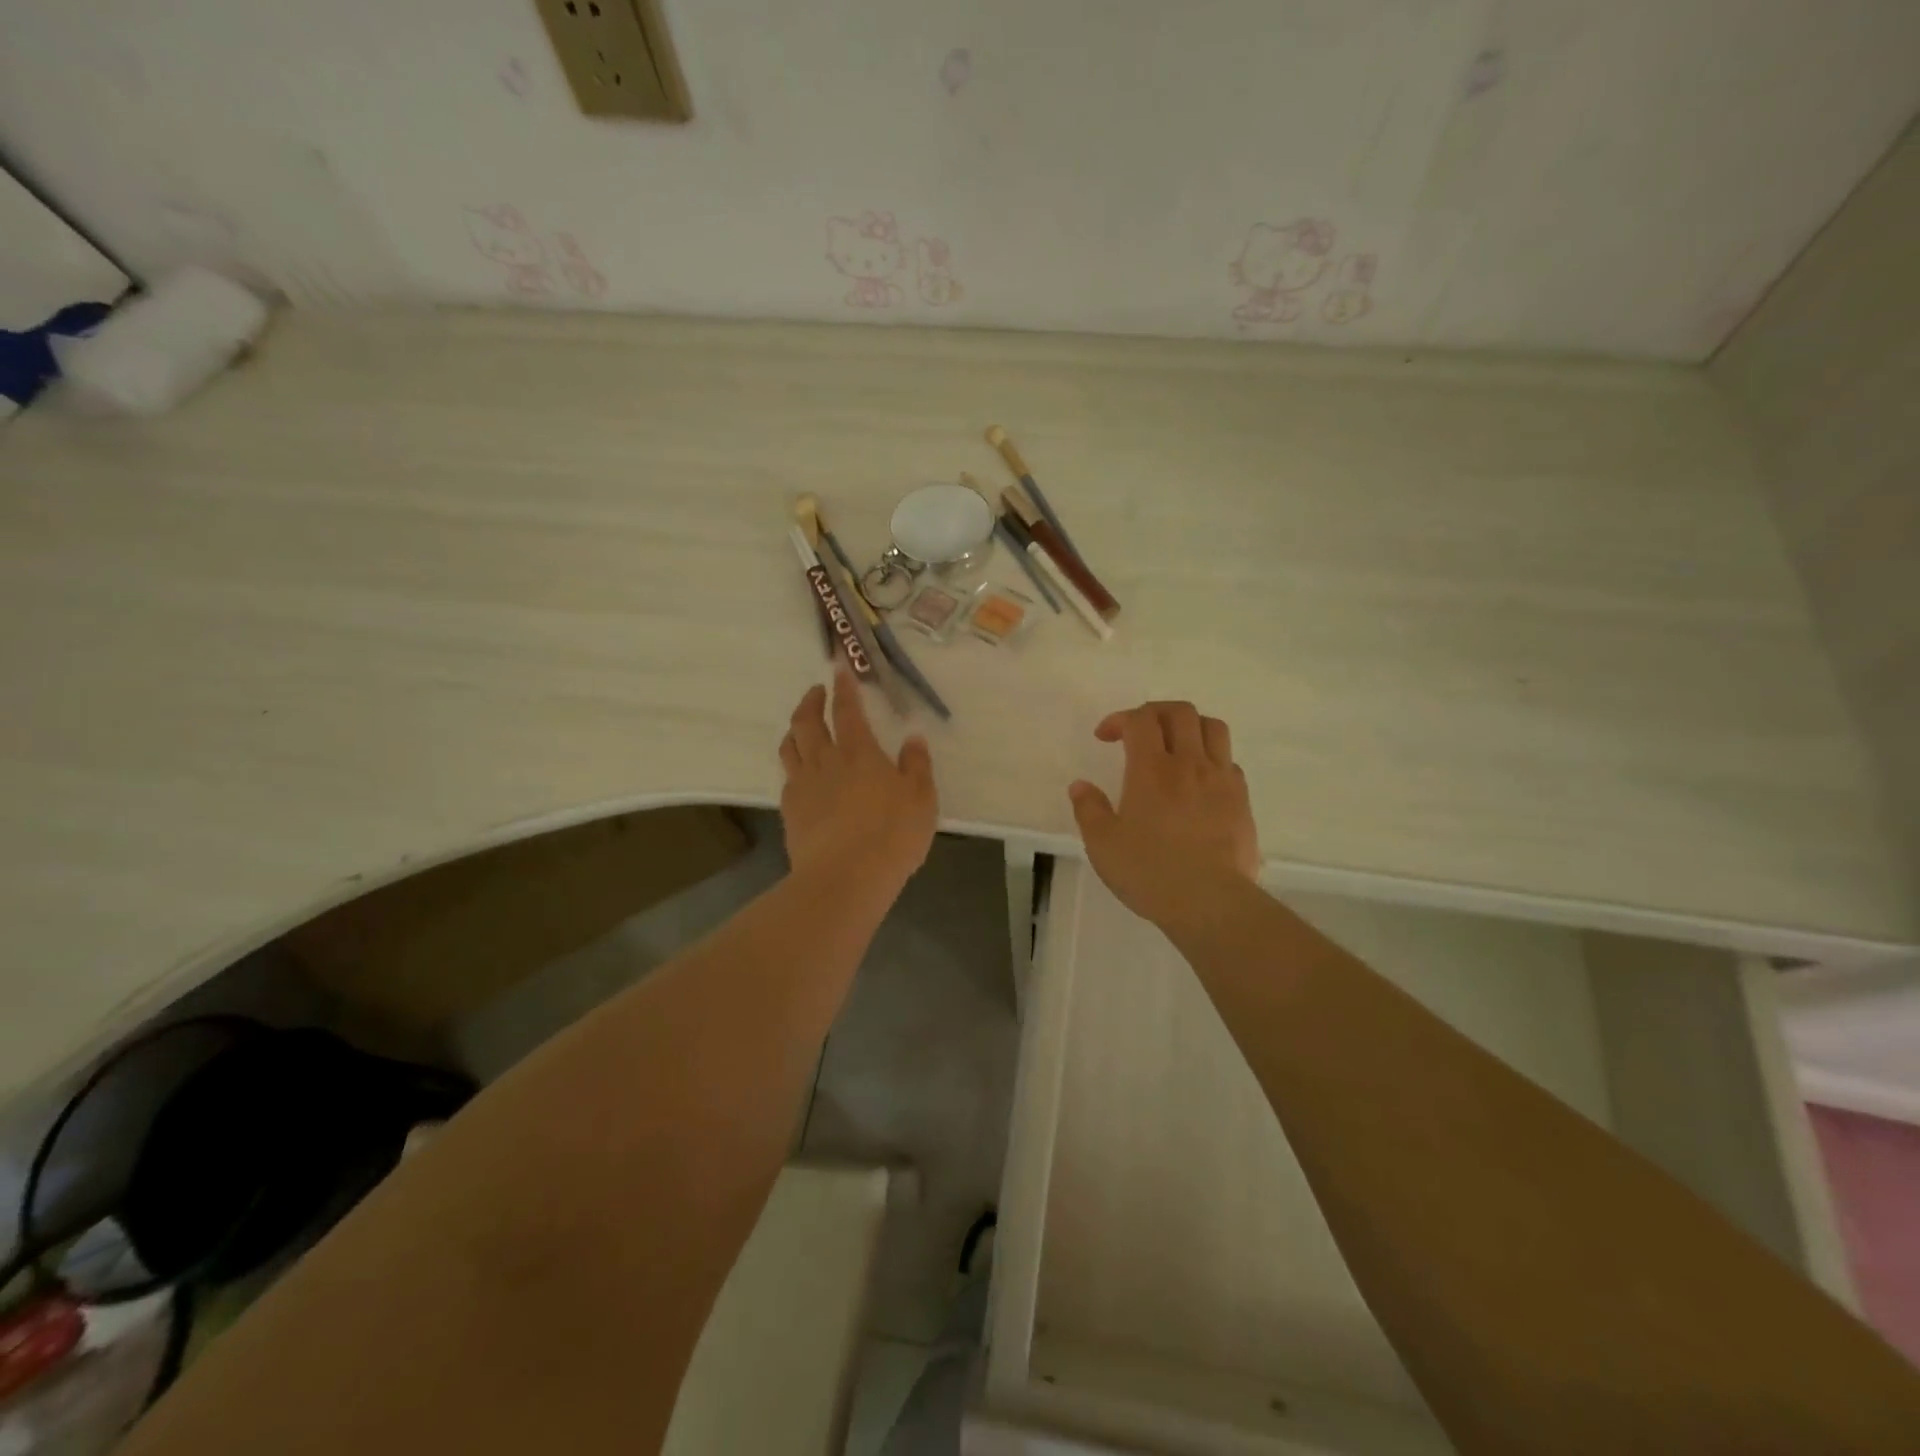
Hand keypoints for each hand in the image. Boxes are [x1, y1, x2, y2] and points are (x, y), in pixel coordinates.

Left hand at [779, 667, 937, 900]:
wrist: (845, 877)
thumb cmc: (892, 834)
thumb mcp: (921, 799)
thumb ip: (917, 766)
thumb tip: (913, 738)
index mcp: (859, 752)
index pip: (847, 710)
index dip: (844, 687)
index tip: (839, 668)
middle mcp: (826, 761)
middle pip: (807, 721)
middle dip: (811, 701)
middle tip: (816, 692)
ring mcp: (803, 786)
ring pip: (790, 746)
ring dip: (795, 729)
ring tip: (802, 726)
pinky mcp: (790, 811)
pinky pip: (787, 778)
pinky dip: (794, 766)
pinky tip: (801, 775)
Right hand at [1069, 701, 1259, 932]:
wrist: (1210, 902)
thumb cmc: (1150, 872)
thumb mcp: (1103, 845)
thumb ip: (1089, 809)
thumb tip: (1080, 786)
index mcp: (1151, 769)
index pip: (1139, 720)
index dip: (1120, 718)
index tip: (1105, 737)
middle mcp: (1189, 764)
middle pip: (1180, 712)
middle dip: (1155, 712)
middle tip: (1138, 731)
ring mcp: (1221, 780)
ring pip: (1213, 728)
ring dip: (1190, 726)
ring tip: (1174, 745)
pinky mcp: (1242, 800)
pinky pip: (1229, 761)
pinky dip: (1211, 758)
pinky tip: (1199, 780)